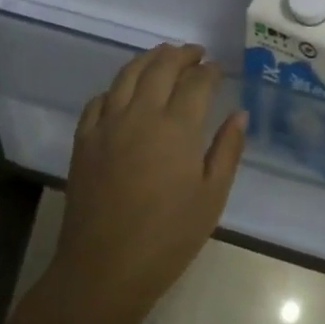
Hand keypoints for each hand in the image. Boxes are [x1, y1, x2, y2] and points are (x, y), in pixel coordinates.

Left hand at [51, 43, 248, 323]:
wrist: (104, 269)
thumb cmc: (168, 237)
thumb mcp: (212, 197)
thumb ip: (228, 150)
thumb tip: (239, 114)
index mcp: (177, 127)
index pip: (197, 81)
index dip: (211, 70)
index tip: (219, 69)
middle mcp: (141, 114)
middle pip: (161, 66)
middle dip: (182, 55)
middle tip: (196, 54)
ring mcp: (108, 125)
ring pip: (127, 74)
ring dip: (149, 59)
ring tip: (163, 56)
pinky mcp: (84, 141)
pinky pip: (99, 100)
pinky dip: (115, 88)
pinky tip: (124, 93)